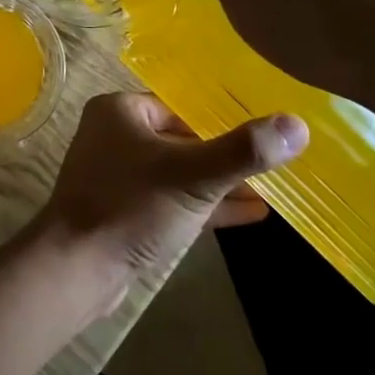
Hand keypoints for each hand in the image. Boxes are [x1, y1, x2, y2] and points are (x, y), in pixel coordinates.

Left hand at [34, 92, 305, 313]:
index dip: (222, 123)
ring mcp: (118, 175)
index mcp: (120, 111)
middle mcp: (114, 135)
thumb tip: (297, 124)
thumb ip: (243, 151)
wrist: (78, 267)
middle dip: (226, 156)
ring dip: (220, 184)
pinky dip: (206, 206)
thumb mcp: (194, 176)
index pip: (181, 107)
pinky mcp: (125, 211)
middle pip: (182, 139)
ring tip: (272, 191)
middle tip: (276, 164)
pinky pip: (172, 200)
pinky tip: (252, 214)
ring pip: (179, 173)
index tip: (266, 135)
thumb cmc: (132, 207)